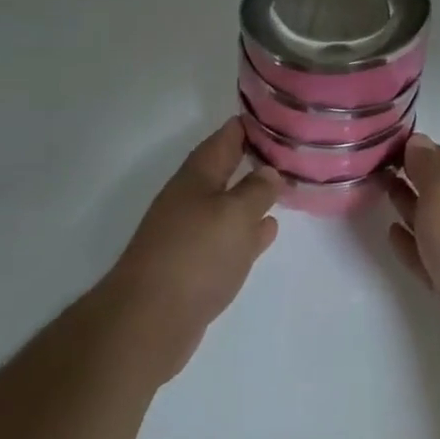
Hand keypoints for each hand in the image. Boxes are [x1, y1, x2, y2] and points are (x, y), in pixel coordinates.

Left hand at [102, 119, 279, 383]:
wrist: (148, 322)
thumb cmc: (195, 255)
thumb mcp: (235, 214)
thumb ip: (257, 189)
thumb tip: (269, 171)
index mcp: (198, 175)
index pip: (227, 136)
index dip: (253, 124)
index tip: (281, 116)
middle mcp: (191, 198)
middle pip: (226, 168)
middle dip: (255, 159)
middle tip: (291, 151)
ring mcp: (190, 233)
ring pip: (229, 203)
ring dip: (253, 196)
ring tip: (284, 187)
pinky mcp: (194, 266)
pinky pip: (228, 237)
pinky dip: (248, 231)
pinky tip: (267, 231)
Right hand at [385, 135, 439, 375]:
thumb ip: (427, 167)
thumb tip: (417, 140)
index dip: (413, 150)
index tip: (380, 145)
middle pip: (436, 188)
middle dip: (409, 177)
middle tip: (373, 169)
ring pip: (431, 221)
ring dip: (408, 207)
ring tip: (379, 194)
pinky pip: (426, 255)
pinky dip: (409, 244)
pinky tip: (391, 234)